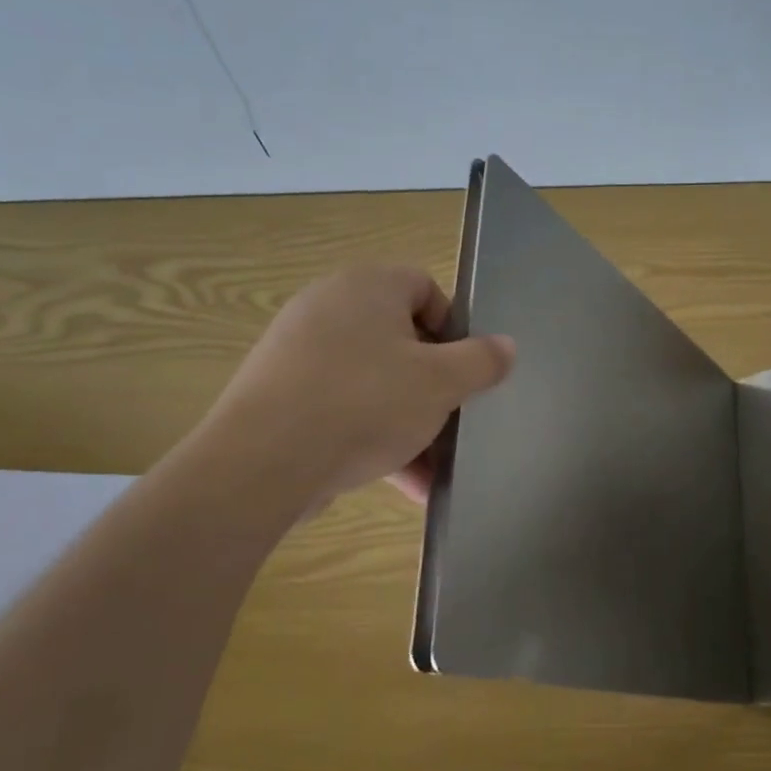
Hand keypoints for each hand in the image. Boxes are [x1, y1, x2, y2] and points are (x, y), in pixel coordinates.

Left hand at [199, 265, 514, 504]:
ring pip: (373, 381)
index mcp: (367, 287)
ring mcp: (297, 352)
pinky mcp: (279, 395)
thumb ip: (481, 361)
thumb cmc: (366, 403)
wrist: (263, 463)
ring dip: (409, 421)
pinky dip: (373, 437)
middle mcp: (328, 308)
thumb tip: (507, 346)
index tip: (466, 369)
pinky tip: (403, 484)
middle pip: (400, 339)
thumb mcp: (441, 383)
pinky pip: (341, 408)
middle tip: (453, 418)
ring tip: (434, 467)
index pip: (424, 287)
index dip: (454, 327)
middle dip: (433, 384)